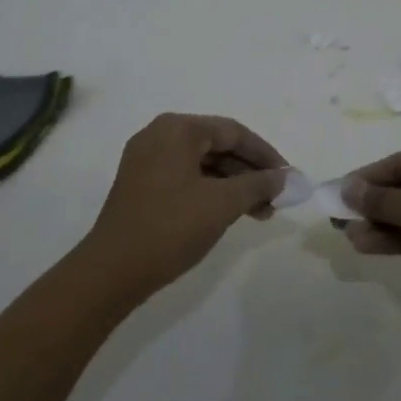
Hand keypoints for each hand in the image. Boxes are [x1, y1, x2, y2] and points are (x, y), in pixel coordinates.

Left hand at [84, 114, 286, 293]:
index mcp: (177, 129)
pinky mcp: (142, 184)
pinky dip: (212, 192)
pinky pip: (187, 178)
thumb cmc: (170, 227)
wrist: (112, 271)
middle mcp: (160, 136)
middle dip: (250, 172)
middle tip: (276, 199)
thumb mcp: (222, 203)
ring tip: (260, 213)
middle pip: (218, 146)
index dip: (265, 155)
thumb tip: (283, 177)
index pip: (233, 132)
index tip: (288, 178)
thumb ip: (257, 184)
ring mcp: (147, 160)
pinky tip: (232, 213)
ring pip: (203, 164)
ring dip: (234, 185)